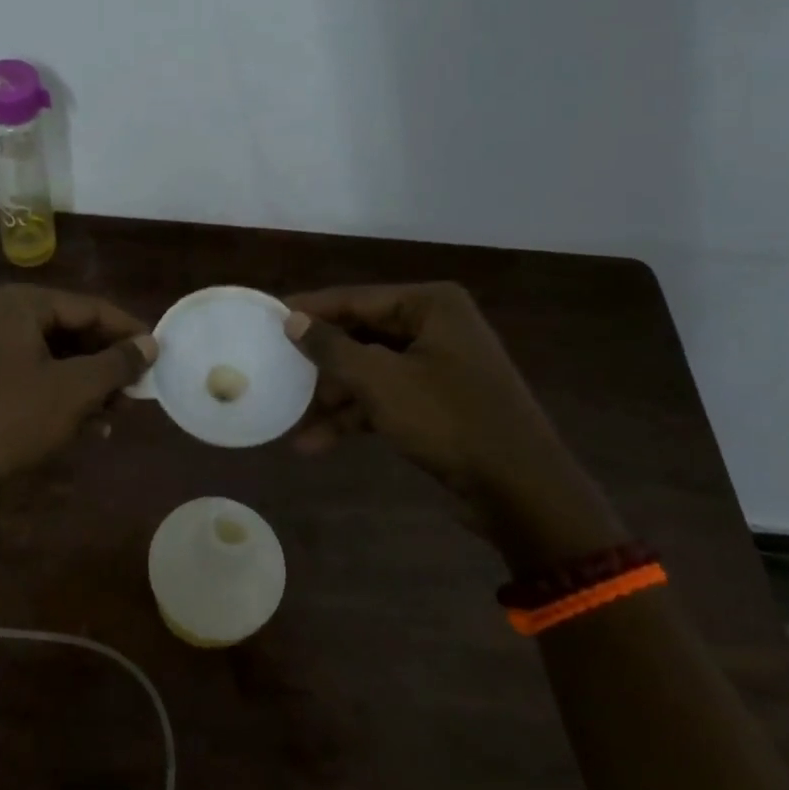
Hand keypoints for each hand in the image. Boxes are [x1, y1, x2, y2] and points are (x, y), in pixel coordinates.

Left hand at [0, 285, 156, 493]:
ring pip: (59, 359)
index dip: (130, 333)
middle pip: (76, 332)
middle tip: (140, 393)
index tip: (160, 358)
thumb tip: (151, 344)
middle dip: (109, 365)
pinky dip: (65, 398)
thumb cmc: (9, 419)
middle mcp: (8, 317)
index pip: (93, 308)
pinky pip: (39, 379)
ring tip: (119, 415)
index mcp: (26, 304)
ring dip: (91, 386)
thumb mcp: (73, 391)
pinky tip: (91, 428)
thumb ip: (117, 363)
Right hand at [284, 283, 620, 559]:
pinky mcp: (438, 401)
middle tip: (275, 371)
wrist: (520, 490)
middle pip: (360, 335)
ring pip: (370, 370)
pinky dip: (355, 416)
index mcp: (430, 305)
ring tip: (291, 421)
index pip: (355, 298)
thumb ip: (332, 348)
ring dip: (333, 398)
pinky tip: (316, 443)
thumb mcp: (381, 381)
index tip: (268, 318)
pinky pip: (385, 397)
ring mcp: (438, 365)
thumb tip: (292, 320)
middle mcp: (435, 326)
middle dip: (320, 363)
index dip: (310, 310)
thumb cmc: (448, 420)